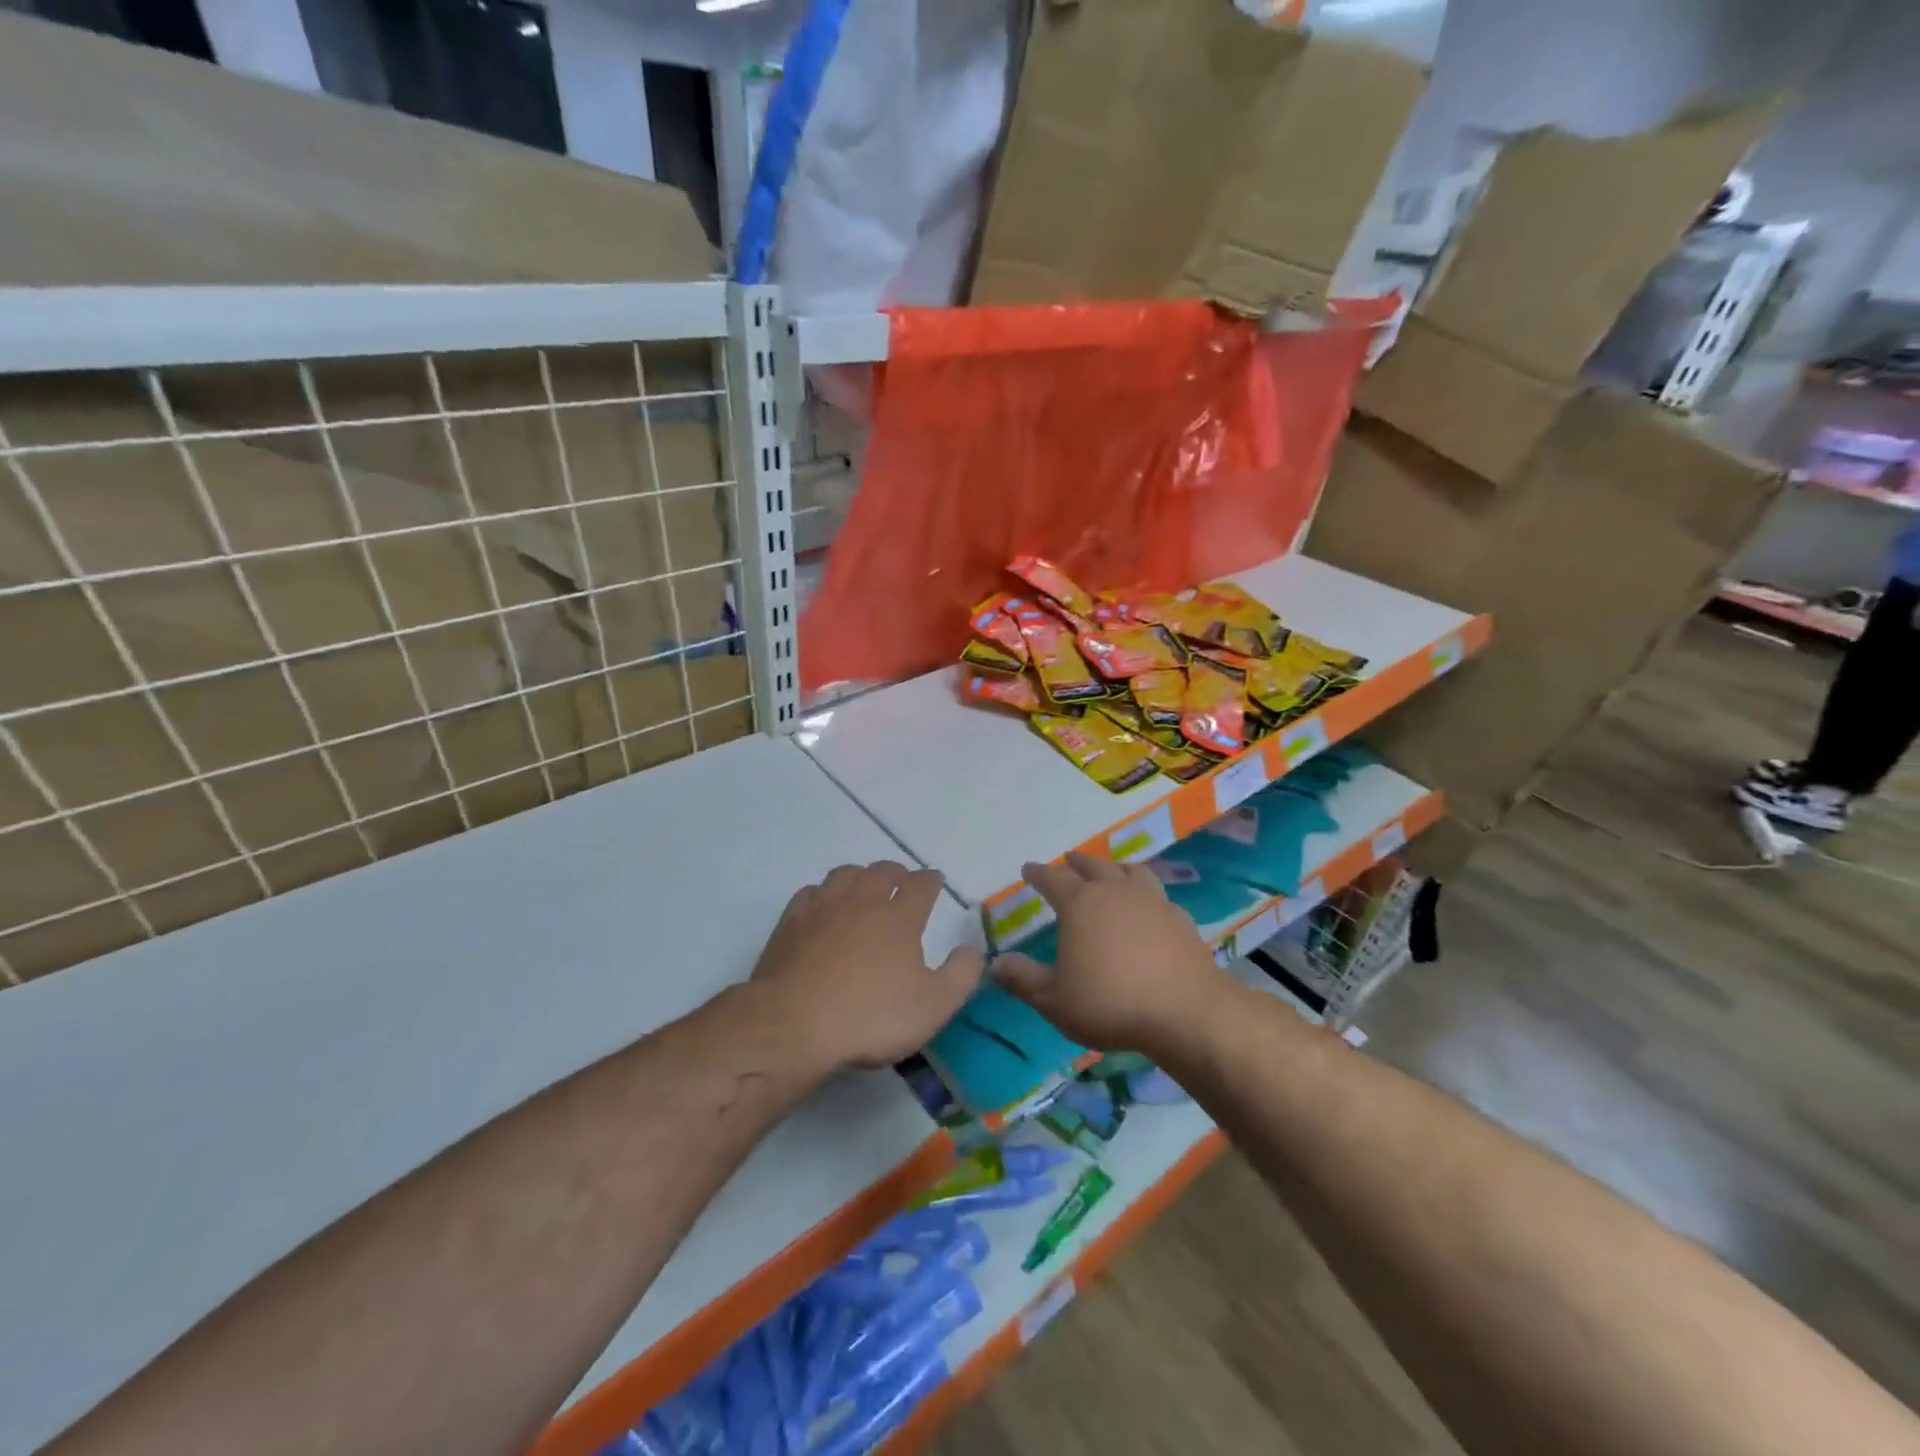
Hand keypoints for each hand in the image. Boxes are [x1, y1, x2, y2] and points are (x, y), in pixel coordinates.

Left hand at [750, 861, 984, 1070]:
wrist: (794, 1024)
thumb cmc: (870, 1016)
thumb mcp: (933, 1006)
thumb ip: (961, 975)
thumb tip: (971, 949)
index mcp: (900, 916)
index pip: (921, 884)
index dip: (931, 880)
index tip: (935, 882)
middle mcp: (863, 901)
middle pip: (882, 870)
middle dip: (897, 872)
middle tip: (901, 883)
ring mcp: (823, 908)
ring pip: (845, 874)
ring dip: (860, 876)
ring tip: (864, 888)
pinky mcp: (791, 922)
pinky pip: (811, 892)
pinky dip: (823, 894)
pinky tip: (823, 907)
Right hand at [992, 852, 1223, 1054]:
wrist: (1186, 1012)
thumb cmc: (1110, 1003)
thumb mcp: (1055, 999)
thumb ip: (1023, 979)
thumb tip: (994, 964)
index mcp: (1080, 904)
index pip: (1053, 879)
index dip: (1038, 873)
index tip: (1029, 869)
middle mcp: (1115, 892)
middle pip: (1093, 866)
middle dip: (1077, 862)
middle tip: (1068, 860)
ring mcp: (1152, 901)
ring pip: (1131, 871)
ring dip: (1115, 868)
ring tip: (1111, 871)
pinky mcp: (1179, 918)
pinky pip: (1158, 894)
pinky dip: (1146, 893)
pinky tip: (1149, 906)